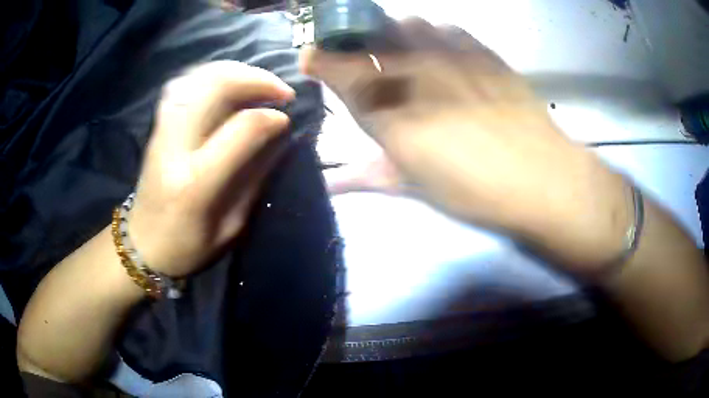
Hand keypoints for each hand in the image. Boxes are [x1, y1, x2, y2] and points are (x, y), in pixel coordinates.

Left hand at [128, 61, 294, 276]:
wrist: (142, 244)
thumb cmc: (187, 246)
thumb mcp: (231, 227)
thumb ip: (254, 179)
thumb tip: (278, 137)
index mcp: (196, 183)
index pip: (242, 129)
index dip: (271, 118)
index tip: (287, 120)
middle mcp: (176, 147)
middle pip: (216, 87)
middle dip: (257, 79)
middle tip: (281, 90)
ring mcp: (163, 131)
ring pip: (200, 78)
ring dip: (236, 71)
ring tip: (259, 82)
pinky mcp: (158, 126)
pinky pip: (185, 84)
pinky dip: (212, 75)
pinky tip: (228, 82)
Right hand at [302, 19, 630, 274]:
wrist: (540, 177)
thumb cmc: (472, 190)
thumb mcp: (413, 188)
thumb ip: (368, 175)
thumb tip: (332, 182)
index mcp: (386, 109)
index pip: (334, 67)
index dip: (319, 59)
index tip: (313, 60)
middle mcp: (411, 70)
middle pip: (367, 35)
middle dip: (356, 41)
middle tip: (362, 57)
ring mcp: (449, 53)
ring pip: (406, 23)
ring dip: (397, 35)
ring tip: (406, 53)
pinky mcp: (481, 50)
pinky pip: (447, 28)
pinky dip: (436, 36)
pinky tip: (445, 53)